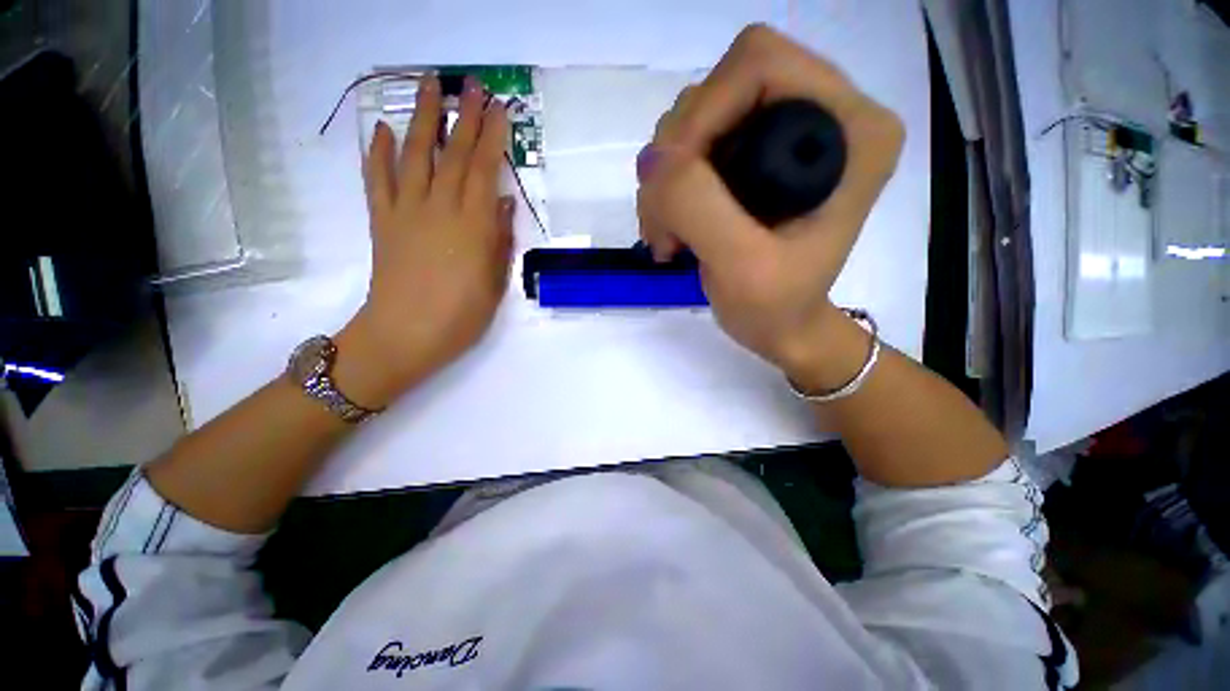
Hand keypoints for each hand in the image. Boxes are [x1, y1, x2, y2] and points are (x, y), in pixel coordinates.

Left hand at [335, 75, 514, 407]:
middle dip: (465, 116)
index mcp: (473, 225)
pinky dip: (378, 153)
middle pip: (453, 153)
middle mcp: (440, 208)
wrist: (405, 335)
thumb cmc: (461, 316)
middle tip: (473, 85)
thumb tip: (504, 205)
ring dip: (422, 117)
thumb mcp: (495, 283)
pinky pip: (378, 179)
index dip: (493, 136)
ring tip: (429, 84)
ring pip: (415, 154)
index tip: (500, 109)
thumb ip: (501, 241)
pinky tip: (382, 130)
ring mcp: (406, 211)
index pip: (485, 169)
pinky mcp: (382, 221)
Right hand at [636, 25, 902, 384]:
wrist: (781, 328)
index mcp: (852, 129)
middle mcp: (821, 114)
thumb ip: (698, 205)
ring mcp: (781, 135)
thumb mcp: (741, 266)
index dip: (702, 116)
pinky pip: (689, 150)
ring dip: (665, 180)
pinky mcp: (751, 159)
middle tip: (665, 224)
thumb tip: (652, 159)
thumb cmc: (776, 308)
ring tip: (668, 237)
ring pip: (695, 122)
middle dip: (676, 159)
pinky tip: (670, 231)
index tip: (673, 186)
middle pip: (718, 89)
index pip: (757, 66)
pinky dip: (666, 190)